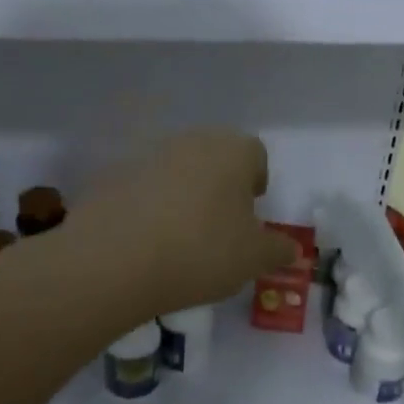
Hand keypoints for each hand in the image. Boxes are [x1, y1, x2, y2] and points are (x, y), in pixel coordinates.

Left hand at [70, 130, 300, 314]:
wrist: (113, 261)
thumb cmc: (201, 251)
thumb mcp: (253, 259)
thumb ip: (278, 250)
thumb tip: (292, 249)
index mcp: (232, 152)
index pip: (255, 154)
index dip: (257, 180)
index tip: (252, 210)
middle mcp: (191, 142)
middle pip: (215, 156)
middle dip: (221, 185)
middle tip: (221, 224)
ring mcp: (146, 156)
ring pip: (177, 170)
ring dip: (184, 194)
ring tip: (182, 236)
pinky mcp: (111, 177)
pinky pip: (142, 188)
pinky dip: (149, 206)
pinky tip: (147, 241)